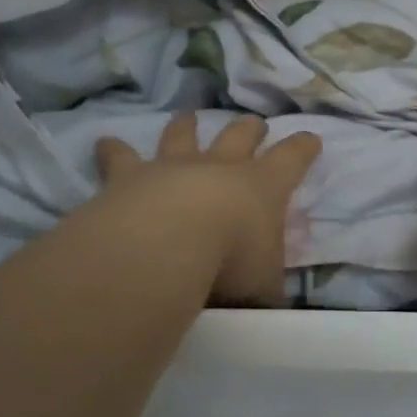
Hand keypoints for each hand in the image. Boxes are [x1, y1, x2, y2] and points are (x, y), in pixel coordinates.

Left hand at [95, 114, 321, 305]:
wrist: (168, 244)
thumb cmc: (230, 261)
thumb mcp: (264, 285)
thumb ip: (266, 286)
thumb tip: (268, 299)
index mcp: (264, 186)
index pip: (293, 158)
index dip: (303, 148)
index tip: (311, 139)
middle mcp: (221, 166)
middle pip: (240, 134)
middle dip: (250, 129)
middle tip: (255, 124)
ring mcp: (174, 166)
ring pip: (183, 134)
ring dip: (186, 125)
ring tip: (187, 116)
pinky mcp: (131, 175)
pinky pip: (121, 156)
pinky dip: (114, 150)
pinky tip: (105, 143)